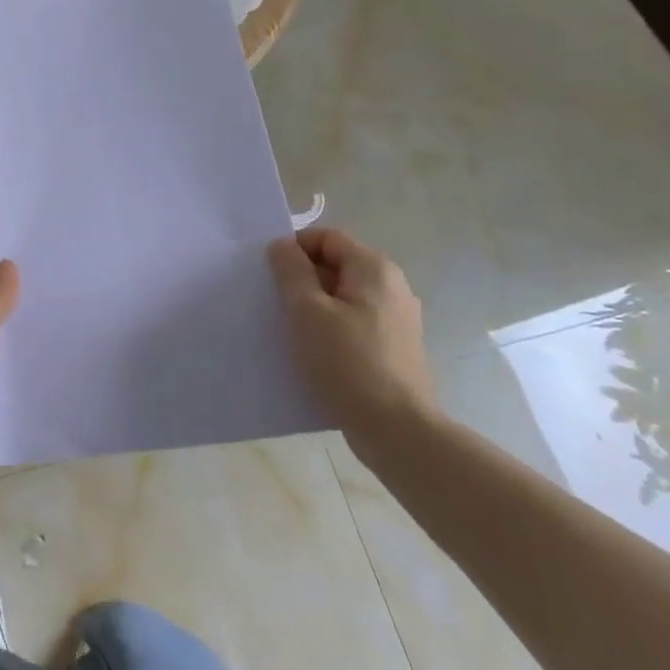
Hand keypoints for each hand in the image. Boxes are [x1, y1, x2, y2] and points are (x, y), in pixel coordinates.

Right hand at [268, 226, 436, 446]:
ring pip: (344, 297)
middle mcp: (392, 286)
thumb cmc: (347, 362)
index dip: (294, 249)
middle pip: (337, 265)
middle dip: (303, 279)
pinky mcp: (396, 348)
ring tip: (292, 330)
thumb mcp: (307, 310)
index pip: (326, 237)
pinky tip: (316, 353)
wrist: (398, 431)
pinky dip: (333, 328)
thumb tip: (282, 245)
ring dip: (315, 306)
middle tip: (277, 303)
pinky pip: (355, 323)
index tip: (271, 275)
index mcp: (374, 268)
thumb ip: (291, 270)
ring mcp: (398, 319)